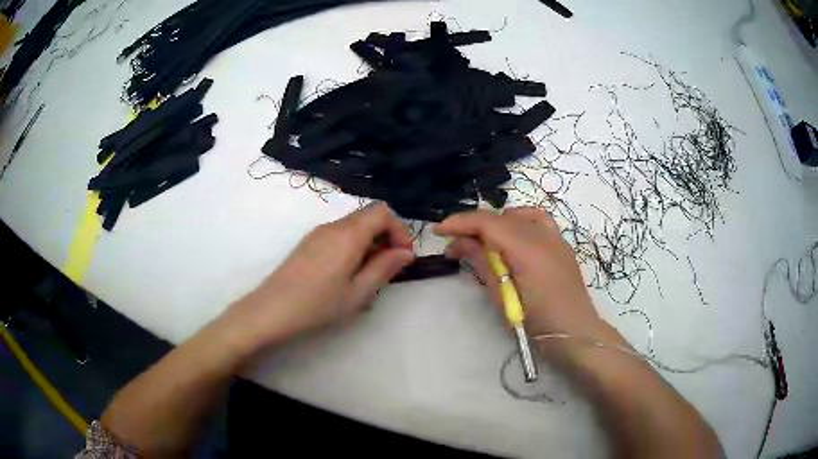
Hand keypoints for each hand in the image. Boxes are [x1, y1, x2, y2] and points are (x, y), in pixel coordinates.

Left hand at [223, 203, 414, 353]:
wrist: (272, 310)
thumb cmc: (318, 304)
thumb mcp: (358, 292)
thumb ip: (384, 268)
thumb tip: (406, 252)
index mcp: (349, 234)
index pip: (382, 211)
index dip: (399, 229)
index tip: (403, 256)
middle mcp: (333, 226)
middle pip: (368, 216)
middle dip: (386, 236)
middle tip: (389, 267)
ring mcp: (318, 233)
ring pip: (354, 226)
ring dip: (370, 243)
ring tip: (368, 275)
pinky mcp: (309, 243)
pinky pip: (339, 235)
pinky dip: (353, 246)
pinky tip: (347, 274)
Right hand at [435, 207, 609, 348]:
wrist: (575, 333)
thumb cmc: (537, 324)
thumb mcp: (503, 297)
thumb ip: (483, 263)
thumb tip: (459, 243)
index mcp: (527, 249)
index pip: (487, 222)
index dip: (460, 222)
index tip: (438, 231)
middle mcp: (543, 235)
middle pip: (501, 217)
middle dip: (474, 227)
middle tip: (456, 247)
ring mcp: (556, 237)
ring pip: (519, 215)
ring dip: (497, 223)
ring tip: (484, 242)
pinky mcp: (562, 244)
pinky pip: (537, 220)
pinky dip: (519, 222)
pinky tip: (512, 239)